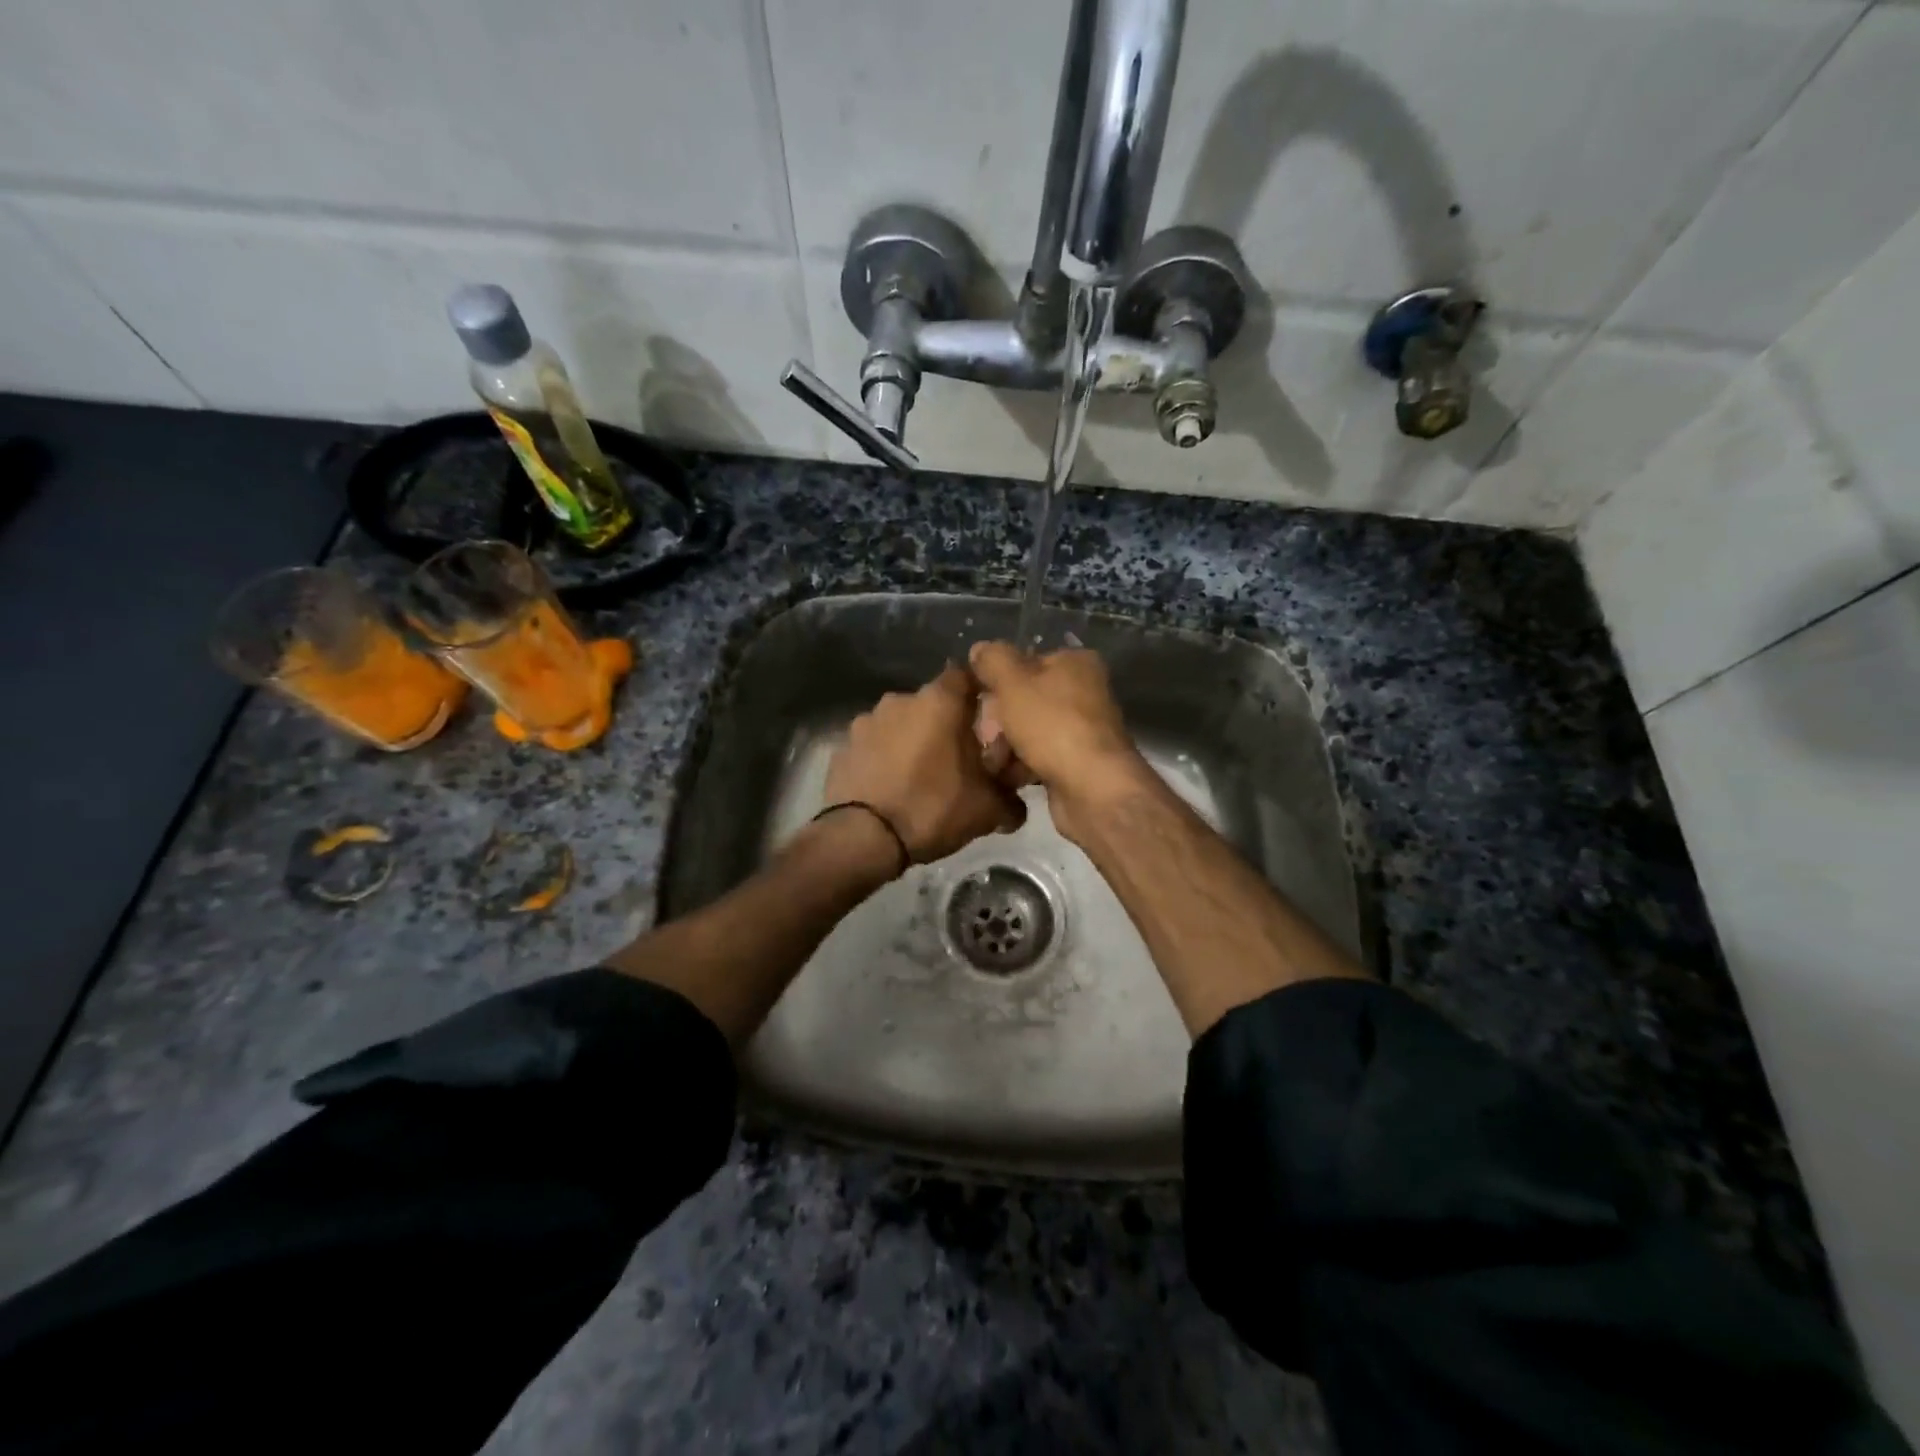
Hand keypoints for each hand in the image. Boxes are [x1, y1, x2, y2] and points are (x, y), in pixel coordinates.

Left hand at [824, 664, 1025, 864]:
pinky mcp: (842, 746)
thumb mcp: (987, 810)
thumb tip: (1018, 807)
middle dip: (945, 725)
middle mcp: (901, 700)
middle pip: (932, 704)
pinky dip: (884, 758)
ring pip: (900, 724)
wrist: (863, 838)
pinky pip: (874, 746)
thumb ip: (1010, 800)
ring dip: (911, 741)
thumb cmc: (933, 808)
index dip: (978, 694)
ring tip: (920, 775)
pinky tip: (890, 787)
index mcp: (940, 702)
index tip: (987, 719)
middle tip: (958, 758)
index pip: (966, 676)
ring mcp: (866, 721)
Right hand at [968, 642, 1149, 838]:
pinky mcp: (1078, 761)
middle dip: (998, 718)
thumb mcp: (1014, 682)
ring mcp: (1083, 728)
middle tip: (983, 736)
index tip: (978, 699)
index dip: (997, 680)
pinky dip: (1022, 765)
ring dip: (1006, 744)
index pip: (1025, 661)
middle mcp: (1085, 691)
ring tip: (992, 761)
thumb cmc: (1052, 725)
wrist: (1092, 787)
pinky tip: (1006, 776)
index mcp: (1075, 663)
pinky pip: (1040, 756)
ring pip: (1030, 730)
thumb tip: (980, 649)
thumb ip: (994, 660)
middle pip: (1026, 698)